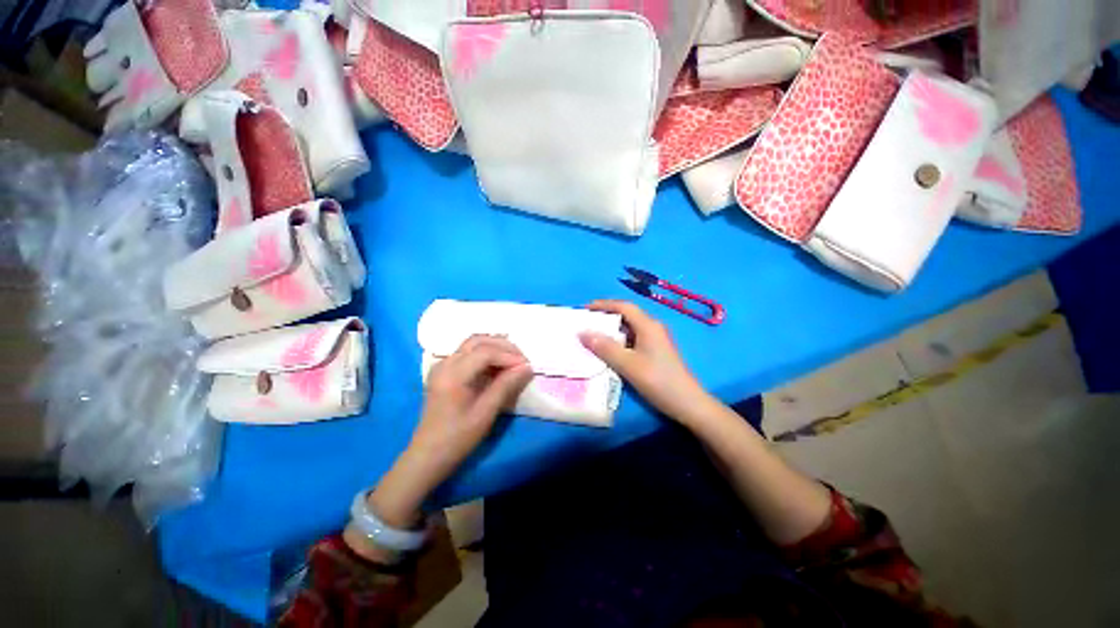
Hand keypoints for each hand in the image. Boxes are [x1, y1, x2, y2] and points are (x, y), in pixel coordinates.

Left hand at [355, 336, 531, 546]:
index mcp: (452, 375)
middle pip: (478, 341)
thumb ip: (506, 386)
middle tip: (522, 359)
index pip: (485, 352)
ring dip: (495, 348)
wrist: (428, 456)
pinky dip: (486, 354)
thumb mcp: (485, 413)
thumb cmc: (457, 438)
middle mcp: (445, 364)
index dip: (509, 356)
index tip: (527, 366)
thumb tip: (527, 367)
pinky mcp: (444, 371)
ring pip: (473, 344)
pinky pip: (468, 353)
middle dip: (503, 346)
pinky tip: (498, 366)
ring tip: (513, 361)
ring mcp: (442, 366)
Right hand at [579, 300, 711, 424]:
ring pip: (630, 328)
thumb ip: (605, 348)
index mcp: (648, 326)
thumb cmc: (658, 381)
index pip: (624, 306)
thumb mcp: (628, 365)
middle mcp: (653, 328)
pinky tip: (609, 350)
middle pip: (627, 315)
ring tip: (593, 336)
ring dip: (611, 330)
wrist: (687, 404)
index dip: (603, 304)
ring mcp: (656, 340)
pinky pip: (633, 339)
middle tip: (586, 323)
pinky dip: (619, 341)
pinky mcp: (656, 351)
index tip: (585, 309)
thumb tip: (582, 333)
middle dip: (606, 317)